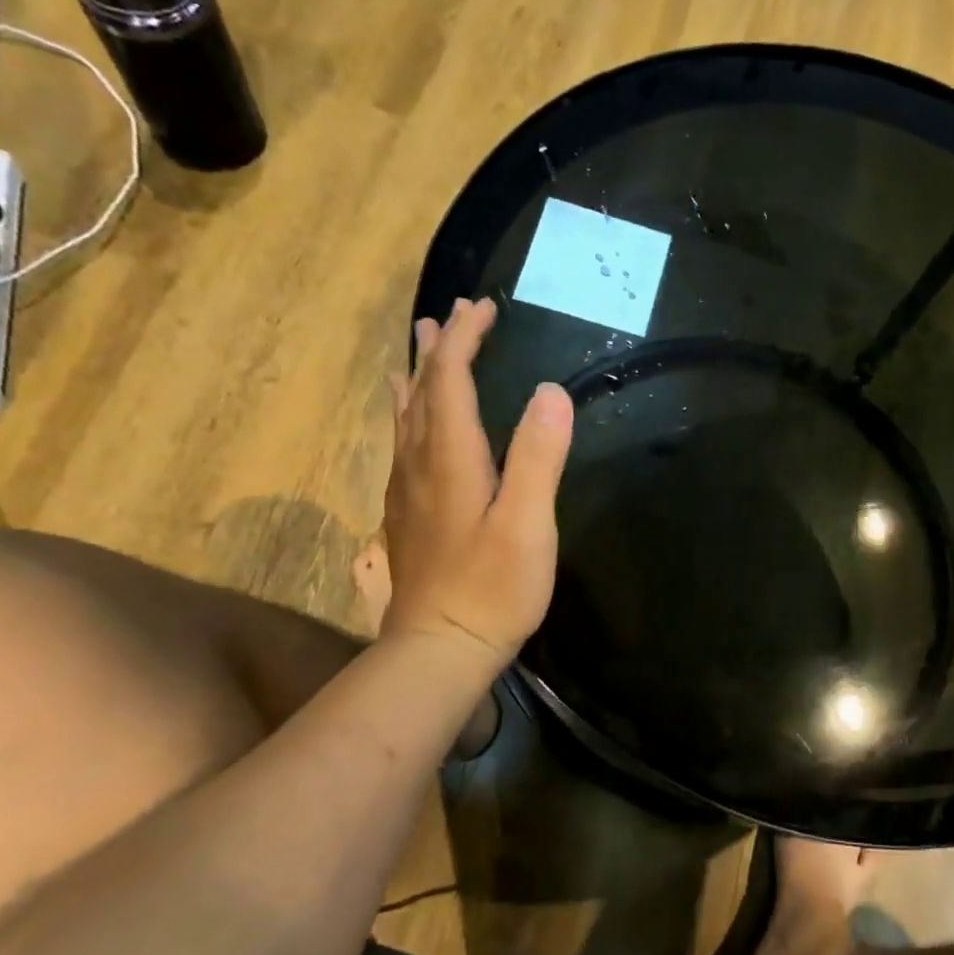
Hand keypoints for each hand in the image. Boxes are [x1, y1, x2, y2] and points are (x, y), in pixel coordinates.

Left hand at [381, 297, 573, 665]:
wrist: (438, 648)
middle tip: (452, 313)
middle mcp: (420, 463)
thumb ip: (538, 456)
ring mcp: (408, 490)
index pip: (451, 381)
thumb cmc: (492, 587)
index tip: (483, 307)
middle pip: (423, 391)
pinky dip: (409, 414)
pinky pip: (403, 443)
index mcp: (451, 458)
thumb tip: (550, 391)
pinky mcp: (408, 514)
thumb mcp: (527, 523)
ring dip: (418, 376)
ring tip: (420, 347)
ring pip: (406, 416)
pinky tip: (410, 421)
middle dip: (439, 348)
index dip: (465, 340)